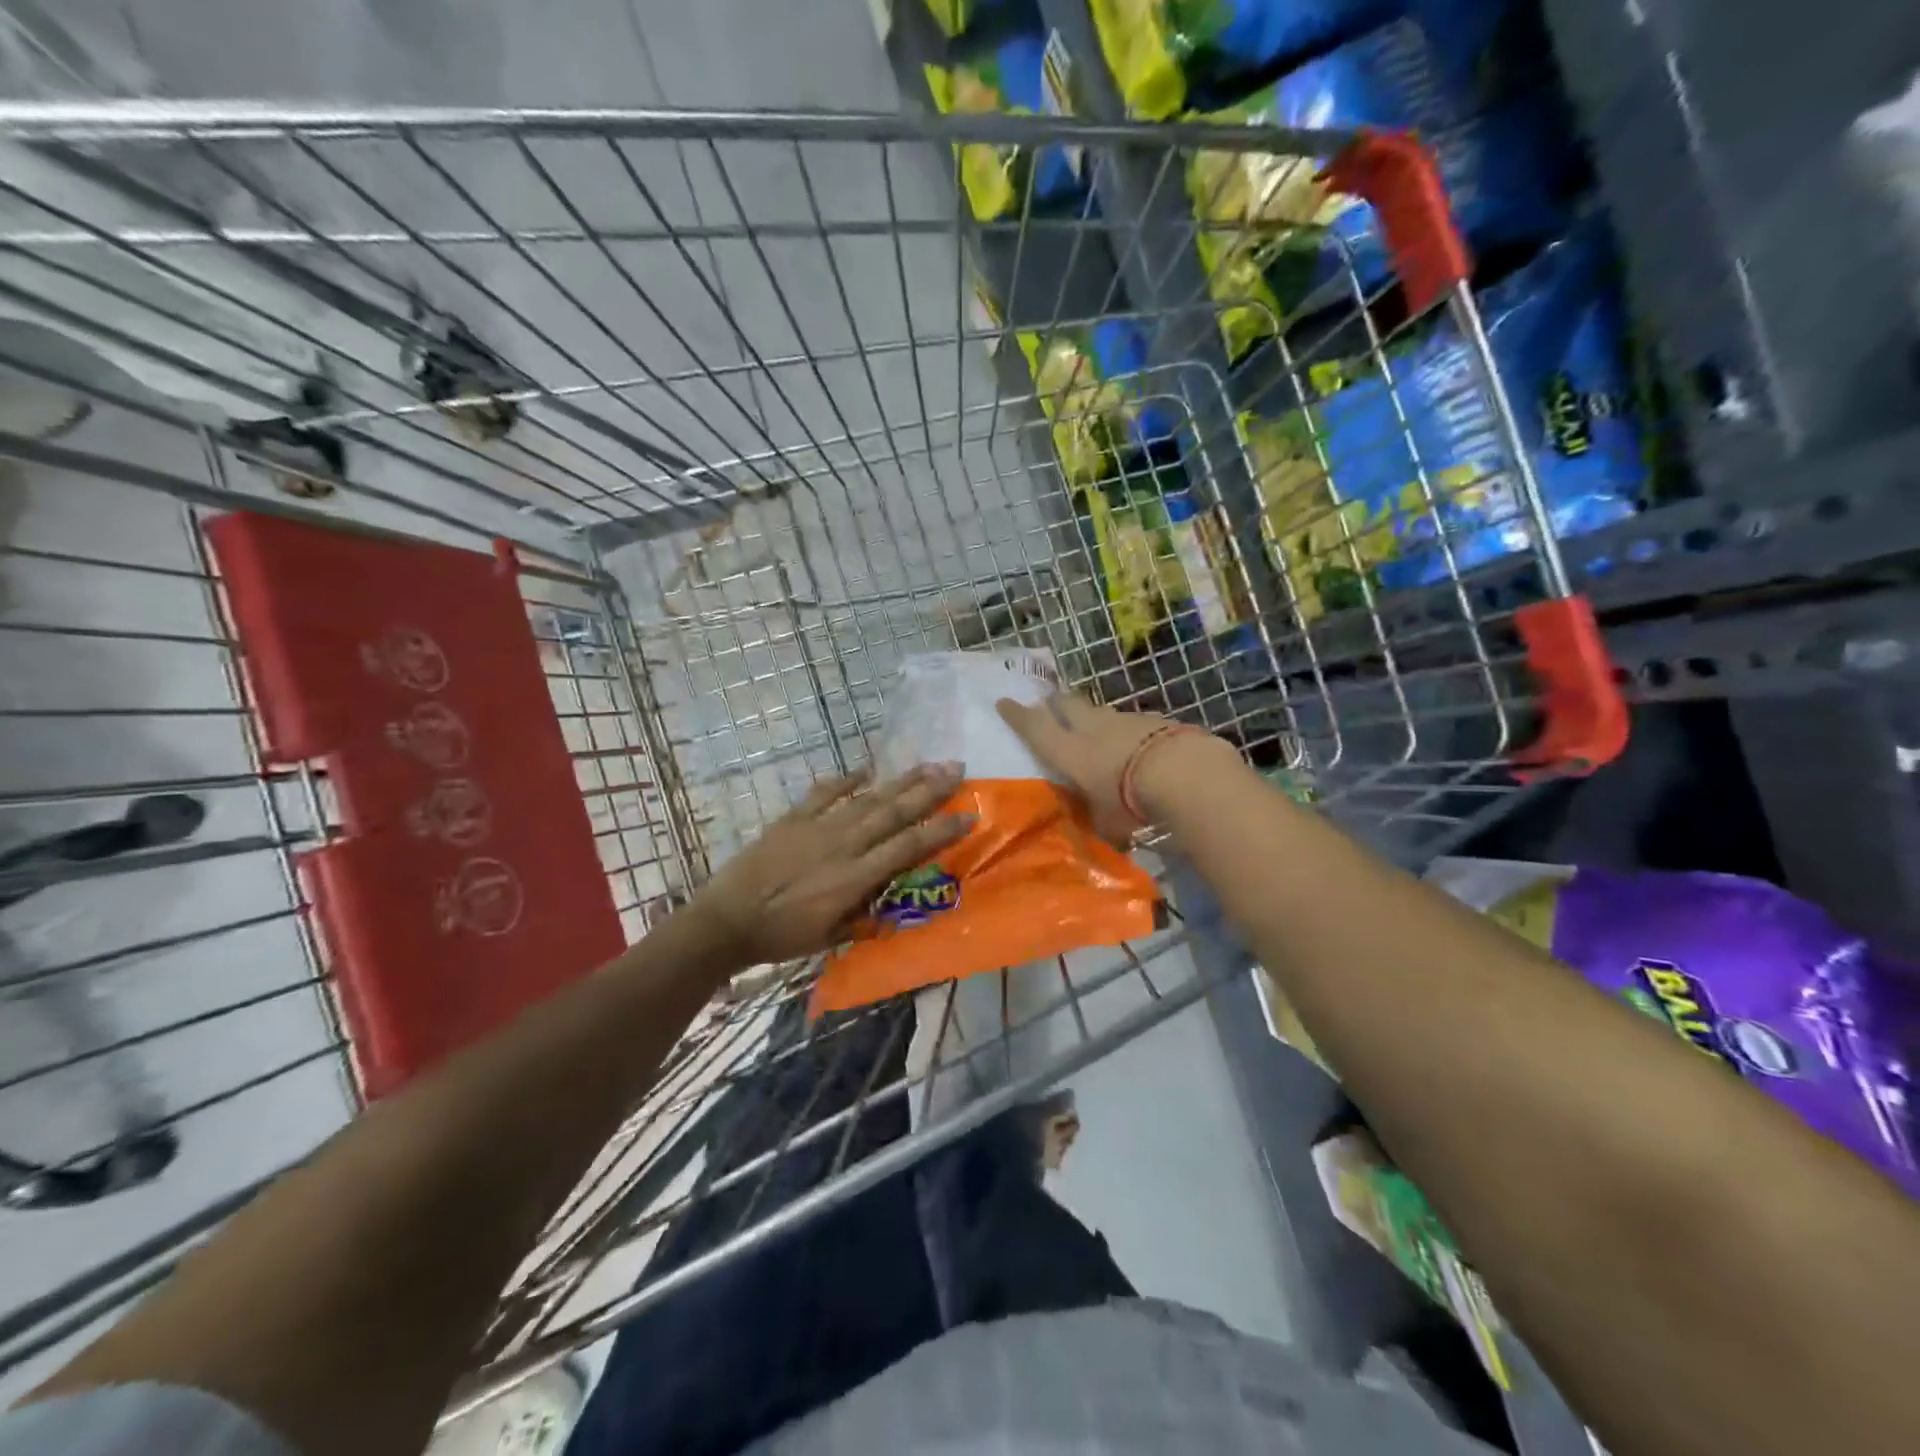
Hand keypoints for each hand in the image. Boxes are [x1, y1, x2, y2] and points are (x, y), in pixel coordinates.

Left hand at [687, 762, 973, 966]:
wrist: (727, 921)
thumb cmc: (781, 937)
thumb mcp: (830, 937)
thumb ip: (862, 916)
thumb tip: (889, 903)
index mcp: (856, 877)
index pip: (908, 846)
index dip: (941, 830)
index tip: (969, 814)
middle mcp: (844, 845)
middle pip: (894, 812)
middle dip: (929, 790)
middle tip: (956, 770)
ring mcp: (817, 827)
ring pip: (867, 798)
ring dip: (899, 781)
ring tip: (926, 764)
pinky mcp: (792, 819)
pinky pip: (824, 793)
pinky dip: (845, 779)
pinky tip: (865, 769)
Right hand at [996, 693, 1234, 836]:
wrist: (1182, 771)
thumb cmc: (1129, 800)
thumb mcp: (1107, 822)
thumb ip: (1101, 823)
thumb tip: (1106, 839)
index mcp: (1068, 750)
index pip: (1034, 727)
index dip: (1017, 715)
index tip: (1004, 701)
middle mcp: (1091, 727)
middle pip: (1066, 704)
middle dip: (1054, 703)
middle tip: (1049, 706)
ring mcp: (1124, 719)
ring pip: (1100, 711)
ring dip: (1093, 717)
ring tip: (1096, 731)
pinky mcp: (1154, 719)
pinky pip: (1132, 721)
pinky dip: (1128, 730)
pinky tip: (1137, 744)